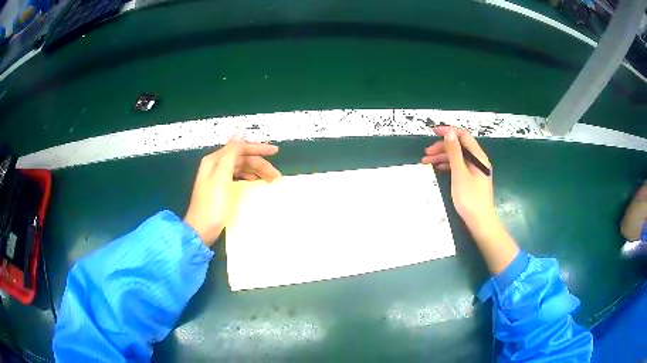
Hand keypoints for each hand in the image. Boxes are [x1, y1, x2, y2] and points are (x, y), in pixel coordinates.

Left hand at [184, 128, 280, 245]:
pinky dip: (249, 178)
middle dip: (260, 163)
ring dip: (256, 171)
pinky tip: (255, 182)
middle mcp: (216, 165)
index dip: (259, 149)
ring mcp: (217, 177)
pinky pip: (238, 176)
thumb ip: (231, 153)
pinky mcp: (220, 189)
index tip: (276, 152)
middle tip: (276, 175)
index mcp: (215, 160)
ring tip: (270, 179)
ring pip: (241, 168)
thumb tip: (241, 130)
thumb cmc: (212, 205)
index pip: (240, 148)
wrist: (200, 230)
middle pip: (242, 158)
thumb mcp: (222, 177)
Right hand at [422, 126, 517, 274]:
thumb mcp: (459, 173)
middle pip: (459, 146)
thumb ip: (454, 152)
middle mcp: (478, 160)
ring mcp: (475, 170)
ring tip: (427, 162)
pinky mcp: (472, 179)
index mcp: (478, 156)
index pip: (463, 135)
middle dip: (442, 146)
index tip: (432, 132)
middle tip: (426, 153)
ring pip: (458, 157)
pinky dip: (448, 165)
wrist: (480, 221)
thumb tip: (449, 133)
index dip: (448, 131)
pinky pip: (459, 166)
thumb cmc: (470, 198)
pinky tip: (438, 168)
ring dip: (443, 156)